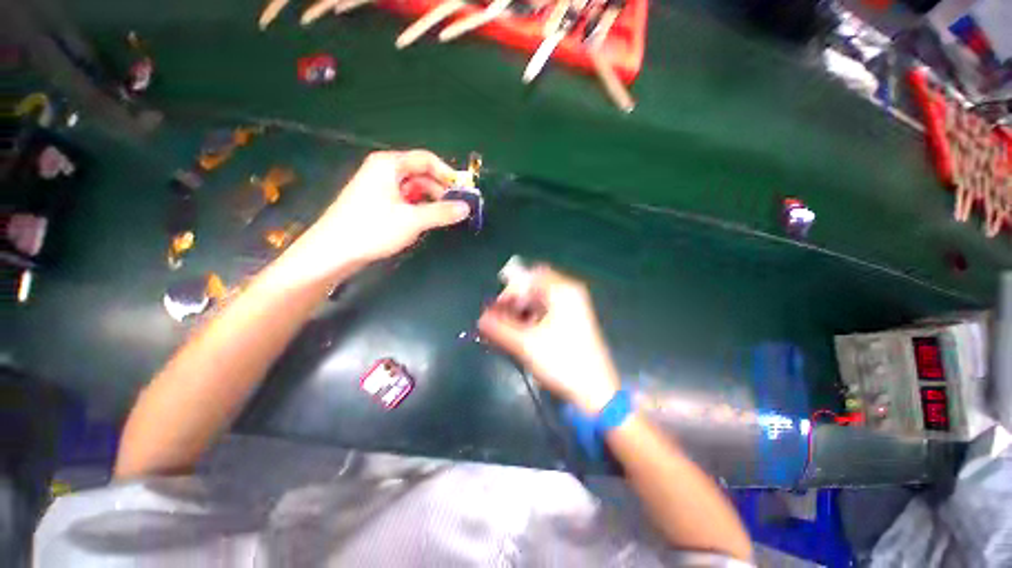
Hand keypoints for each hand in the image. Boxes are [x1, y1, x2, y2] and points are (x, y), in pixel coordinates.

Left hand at [282, 150, 470, 281]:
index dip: (447, 174)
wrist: (334, 251)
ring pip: (413, 189)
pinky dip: (418, 209)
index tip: (463, 191)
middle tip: (456, 209)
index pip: (426, 160)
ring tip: (443, 218)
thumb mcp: (413, 220)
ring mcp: (378, 187)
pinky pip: (404, 200)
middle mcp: (383, 171)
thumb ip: (442, 212)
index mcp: (389, 165)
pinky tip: (424, 222)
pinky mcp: (376, 203)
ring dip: (430, 201)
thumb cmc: (372, 229)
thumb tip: (466, 208)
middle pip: (420, 174)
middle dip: (440, 190)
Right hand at [478, 266, 620, 413]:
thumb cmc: (561, 362)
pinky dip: (530, 321)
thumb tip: (480, 319)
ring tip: (504, 333)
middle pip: (533, 289)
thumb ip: (499, 328)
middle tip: (498, 322)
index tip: (496, 310)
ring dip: (519, 314)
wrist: (596, 392)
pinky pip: (545, 314)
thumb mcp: (525, 344)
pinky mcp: (572, 323)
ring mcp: (573, 308)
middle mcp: (569, 294)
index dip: (510, 291)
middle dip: (513, 304)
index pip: (529, 277)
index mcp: (562, 291)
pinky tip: (518, 337)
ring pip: (538, 302)